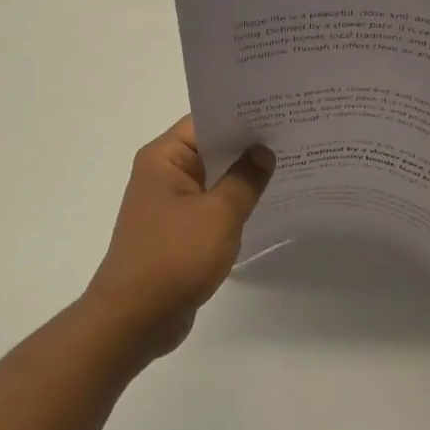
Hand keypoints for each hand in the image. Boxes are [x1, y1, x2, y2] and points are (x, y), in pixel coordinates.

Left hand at [85, 117, 274, 360]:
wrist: (135, 318)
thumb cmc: (174, 258)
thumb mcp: (218, 215)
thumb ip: (245, 180)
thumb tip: (263, 152)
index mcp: (164, 158)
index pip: (206, 121)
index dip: (242, 115)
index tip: (280, 111)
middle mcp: (163, 174)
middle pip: (210, 148)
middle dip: (249, 146)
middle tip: (295, 135)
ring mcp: (169, 204)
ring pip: (213, 179)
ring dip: (243, 177)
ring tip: (290, 165)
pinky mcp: (178, 231)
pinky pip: (211, 207)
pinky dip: (234, 204)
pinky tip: (268, 204)